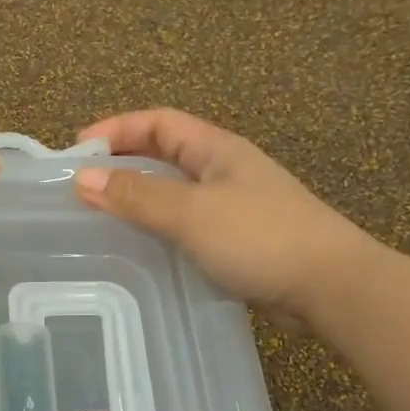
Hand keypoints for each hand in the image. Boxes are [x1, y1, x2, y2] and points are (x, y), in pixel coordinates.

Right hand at [73, 109, 377, 328]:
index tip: (77, 150)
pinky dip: (158, 227)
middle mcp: (224, 170)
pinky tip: (141, 247)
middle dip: (123, 161)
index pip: (159, 123)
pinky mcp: (238, 240)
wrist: (331, 287)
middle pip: (165, 153)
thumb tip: (82, 178)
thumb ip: (136, 195)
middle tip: (83, 184)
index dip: (117, 129)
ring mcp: (233, 206)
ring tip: (101, 215)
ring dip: (139, 196)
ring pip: (175, 191)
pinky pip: (186, 223)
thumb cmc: (260, 237)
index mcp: (217, 149)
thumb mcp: (191, 212)